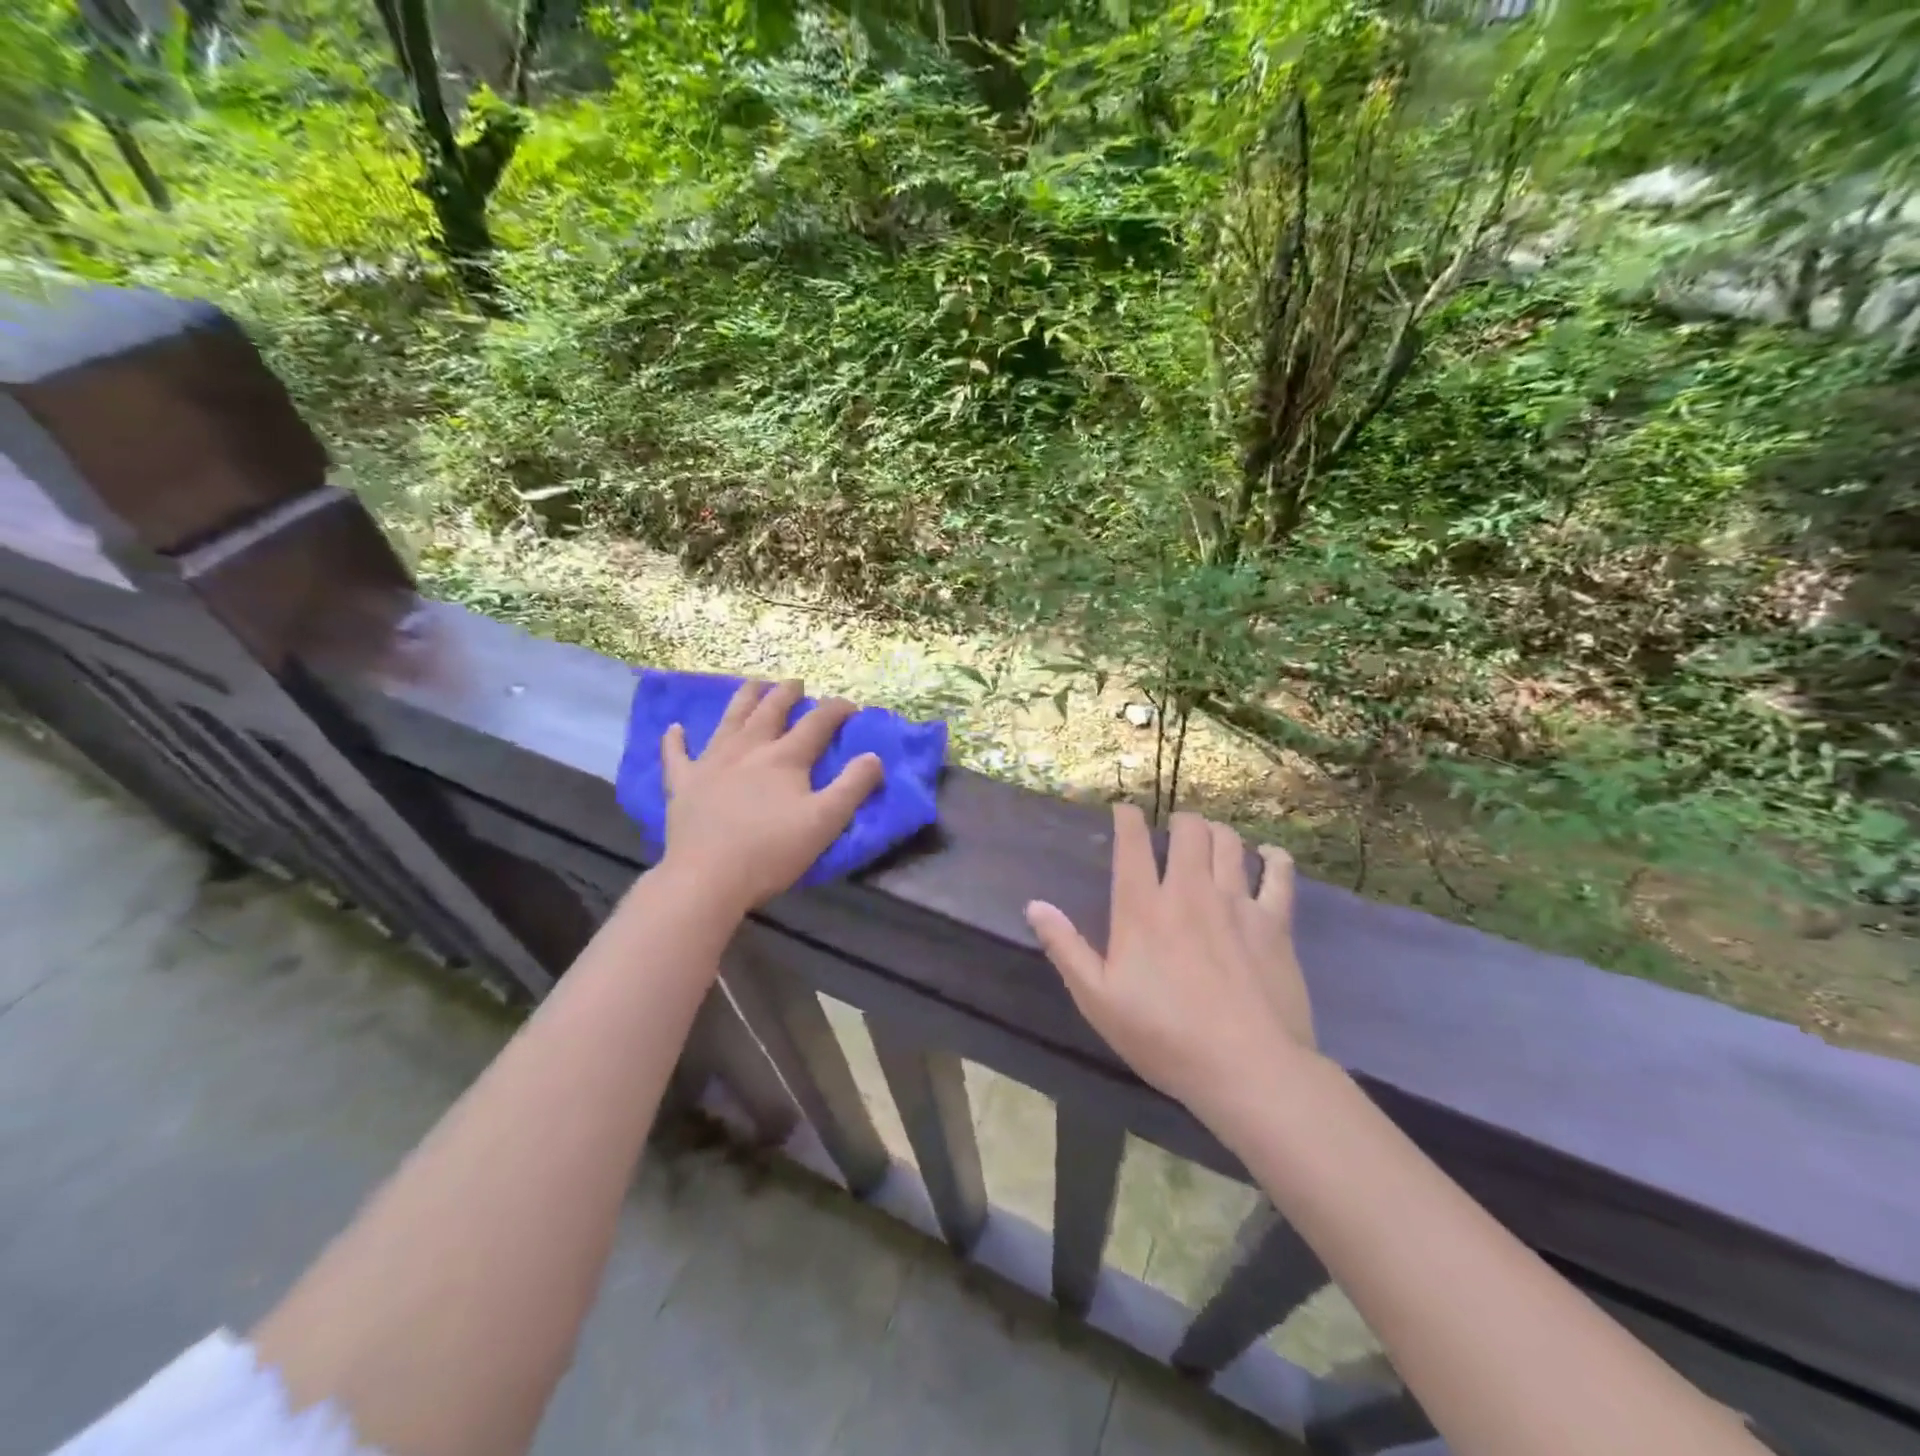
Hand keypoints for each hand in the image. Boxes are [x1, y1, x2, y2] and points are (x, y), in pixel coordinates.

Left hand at [659, 679, 884, 913]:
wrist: (708, 878)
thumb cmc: (771, 851)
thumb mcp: (825, 822)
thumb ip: (853, 786)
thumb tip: (874, 756)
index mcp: (784, 758)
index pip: (816, 723)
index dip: (836, 711)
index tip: (850, 706)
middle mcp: (748, 750)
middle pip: (770, 712)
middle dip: (786, 694)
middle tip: (796, 683)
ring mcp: (711, 764)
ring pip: (729, 721)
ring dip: (743, 700)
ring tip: (753, 684)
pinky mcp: (683, 784)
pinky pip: (677, 756)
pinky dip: (675, 741)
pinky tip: (675, 729)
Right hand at [1025, 805, 1313, 1142]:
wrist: (1248, 1069)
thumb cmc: (1164, 1037)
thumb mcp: (1098, 999)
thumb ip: (1065, 948)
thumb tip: (1034, 905)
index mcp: (1143, 908)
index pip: (1132, 842)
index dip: (1127, 818)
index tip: (1124, 811)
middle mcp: (1189, 891)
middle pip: (1188, 830)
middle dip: (1178, 821)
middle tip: (1174, 833)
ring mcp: (1236, 902)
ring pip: (1228, 841)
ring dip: (1216, 833)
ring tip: (1210, 841)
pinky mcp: (1275, 922)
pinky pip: (1279, 873)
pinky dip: (1272, 858)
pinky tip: (1266, 857)